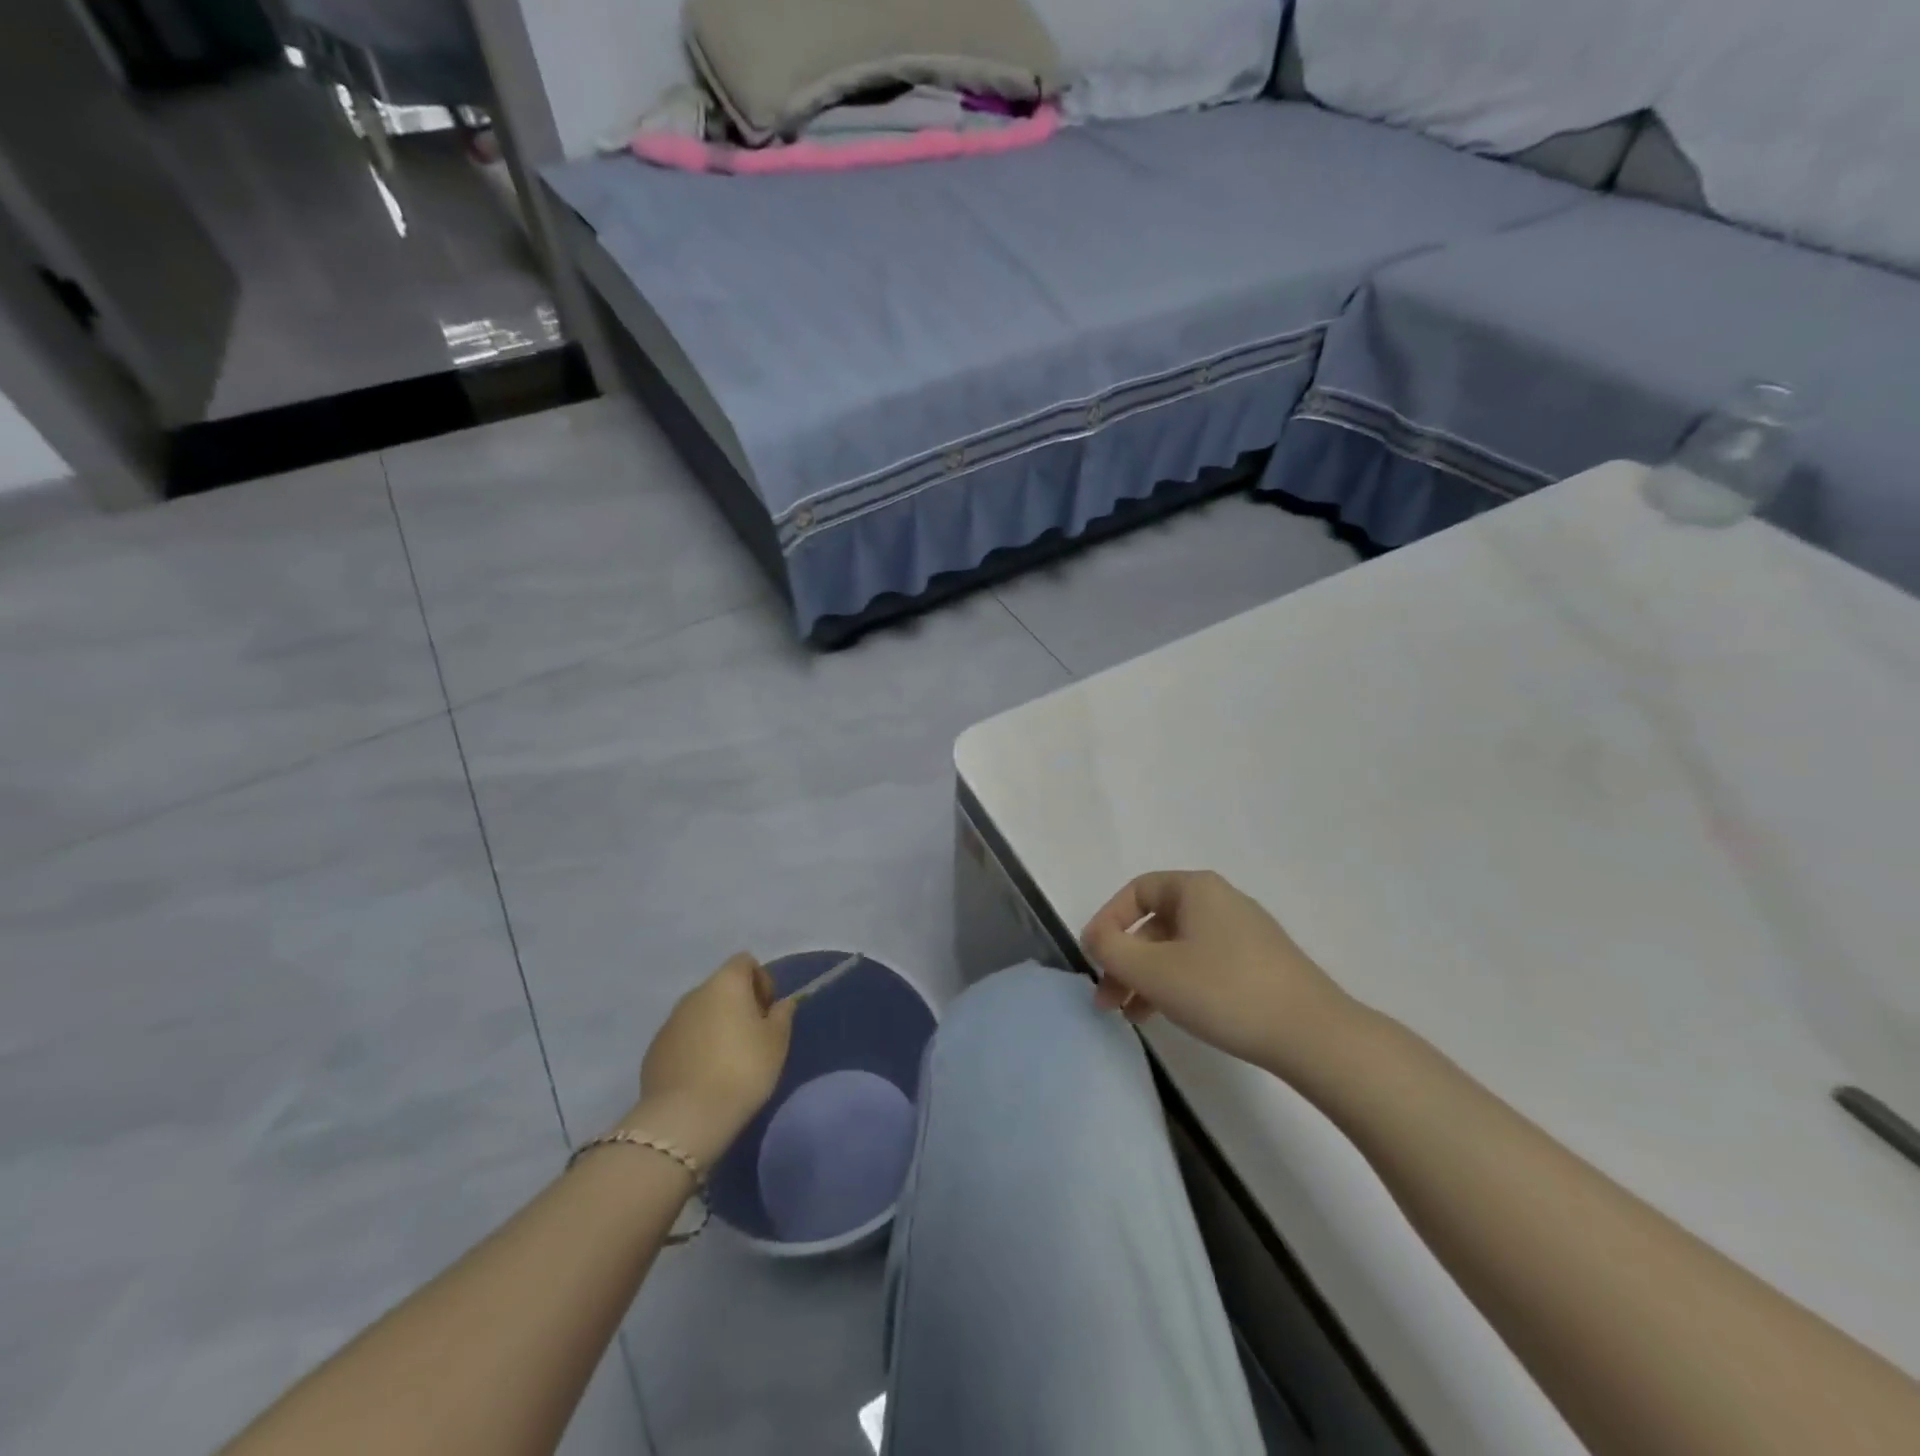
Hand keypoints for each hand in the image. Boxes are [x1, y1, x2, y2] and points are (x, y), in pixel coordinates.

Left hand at [633, 954, 794, 1161]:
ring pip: (699, 1013)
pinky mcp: (653, 1051)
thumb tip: (781, 1003)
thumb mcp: (776, 1042)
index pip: (745, 962)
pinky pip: (681, 1038)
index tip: (767, 1012)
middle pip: (720, 987)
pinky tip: (703, 1076)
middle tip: (751, 1038)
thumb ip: (782, 1015)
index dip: (761, 981)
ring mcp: (669, 1022)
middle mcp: (693, 994)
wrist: (686, 1117)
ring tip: (726, 1061)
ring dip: (714, 1026)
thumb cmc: (742, 1069)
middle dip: (737, 1005)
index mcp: (725, 983)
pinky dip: (694, 1048)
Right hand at [1081, 871, 1353, 1077]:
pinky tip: (1167, 1016)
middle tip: (1106, 999)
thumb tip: (1096, 936)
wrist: (1314, 1035)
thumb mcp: (1154, 970)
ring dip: (1147, 977)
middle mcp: (1220, 901)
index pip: (1136, 891)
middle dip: (1125, 960)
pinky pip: (1203, 964)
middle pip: (1156, 923)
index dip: (1107, 921)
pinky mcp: (1260, 964)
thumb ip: (1112, 949)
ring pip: (1178, 948)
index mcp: (1196, 889)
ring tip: (1130, 1016)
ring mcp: (1244, 933)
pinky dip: (1177, 984)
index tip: (1092, 958)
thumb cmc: (1224, 991)